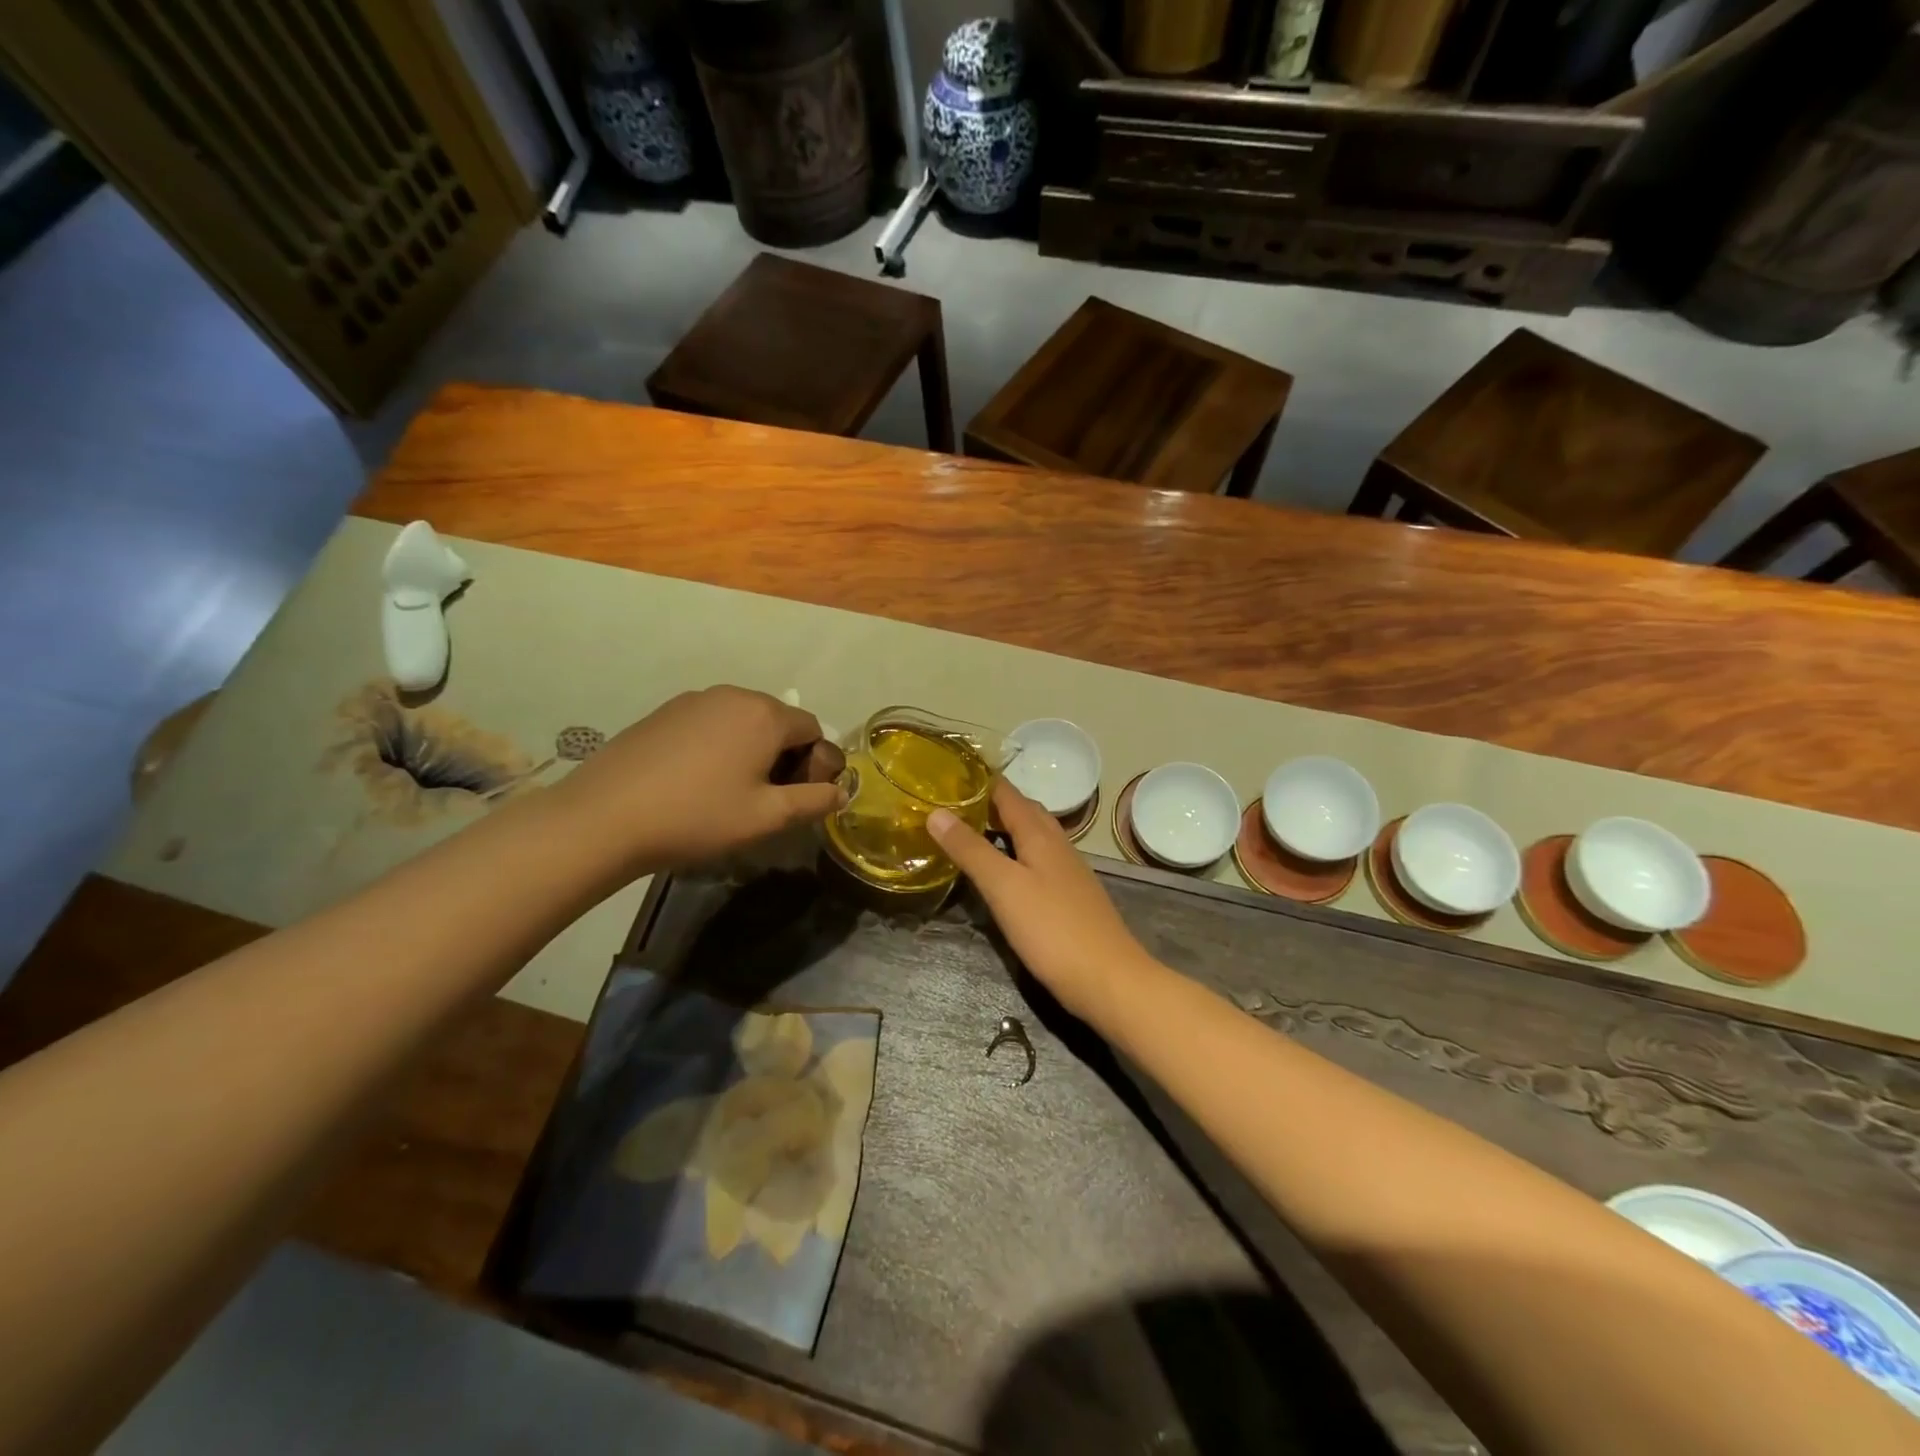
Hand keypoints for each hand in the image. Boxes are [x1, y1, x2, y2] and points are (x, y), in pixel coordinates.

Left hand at [557, 686, 844, 871]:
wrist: (605, 817)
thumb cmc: (698, 816)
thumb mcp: (767, 817)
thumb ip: (814, 801)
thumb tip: (841, 791)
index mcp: (765, 715)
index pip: (813, 729)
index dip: (814, 763)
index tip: (795, 797)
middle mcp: (733, 695)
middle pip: (778, 721)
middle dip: (783, 755)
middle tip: (764, 798)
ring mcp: (693, 700)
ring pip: (742, 721)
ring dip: (750, 750)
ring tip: (727, 791)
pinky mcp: (663, 712)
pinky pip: (709, 723)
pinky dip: (717, 746)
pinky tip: (694, 781)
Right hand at [928, 780, 1157, 1024]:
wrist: (1109, 980)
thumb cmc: (1052, 929)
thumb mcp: (1003, 887)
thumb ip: (970, 850)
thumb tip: (936, 813)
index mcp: (1040, 834)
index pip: (1008, 793)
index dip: (980, 781)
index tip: (947, 775)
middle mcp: (1057, 845)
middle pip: (1023, 812)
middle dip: (991, 804)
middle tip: (953, 806)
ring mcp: (1068, 872)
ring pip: (1033, 837)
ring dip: (1004, 830)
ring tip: (971, 835)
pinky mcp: (1070, 897)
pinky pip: (1038, 861)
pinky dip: (1016, 856)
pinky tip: (1003, 875)